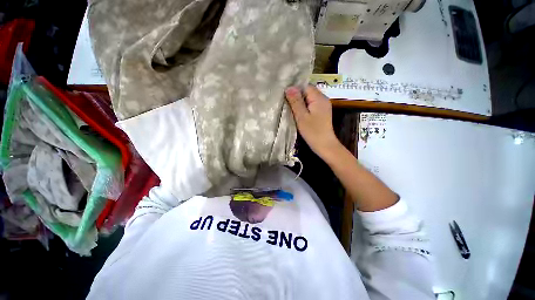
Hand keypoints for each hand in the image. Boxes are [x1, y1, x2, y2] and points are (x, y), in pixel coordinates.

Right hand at [285, 86, 340, 158]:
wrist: (325, 145)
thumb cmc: (313, 132)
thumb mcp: (301, 116)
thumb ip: (296, 101)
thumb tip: (289, 88)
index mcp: (319, 98)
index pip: (305, 86)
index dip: (295, 90)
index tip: (285, 96)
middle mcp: (323, 99)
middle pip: (307, 92)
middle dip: (297, 96)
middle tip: (286, 103)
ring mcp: (323, 106)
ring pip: (309, 99)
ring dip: (300, 102)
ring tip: (290, 108)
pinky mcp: (322, 113)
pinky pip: (311, 105)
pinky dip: (304, 108)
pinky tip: (298, 113)